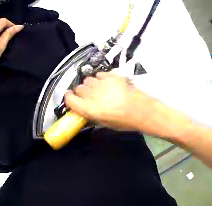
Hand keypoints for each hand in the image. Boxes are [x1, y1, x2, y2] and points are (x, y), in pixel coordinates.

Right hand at [64, 72, 187, 137]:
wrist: (142, 109)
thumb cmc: (125, 121)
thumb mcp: (105, 123)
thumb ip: (92, 115)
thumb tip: (84, 110)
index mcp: (90, 109)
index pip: (70, 99)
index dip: (69, 99)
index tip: (71, 99)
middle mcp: (93, 94)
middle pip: (78, 88)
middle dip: (81, 93)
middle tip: (89, 97)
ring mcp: (102, 83)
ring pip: (87, 80)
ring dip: (90, 86)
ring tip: (98, 90)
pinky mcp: (110, 76)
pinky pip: (98, 75)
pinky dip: (99, 79)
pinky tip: (105, 84)